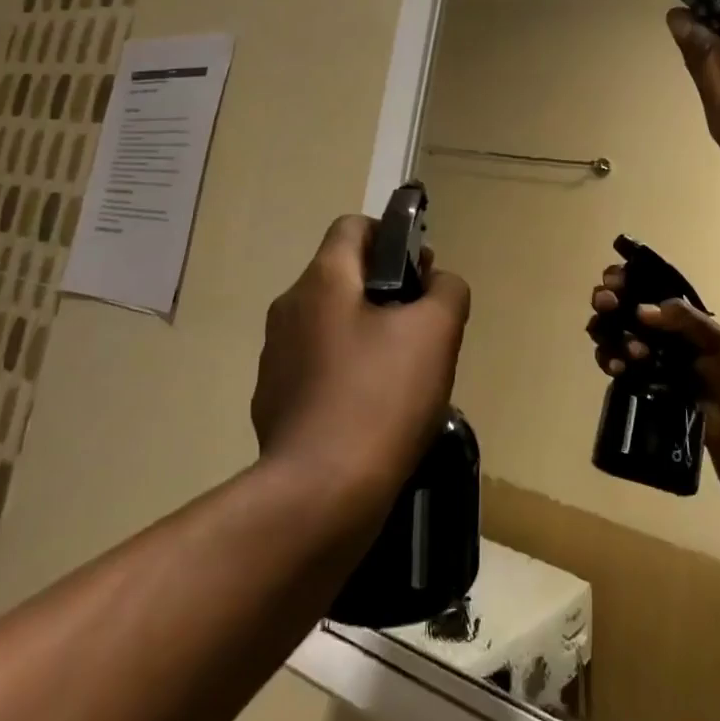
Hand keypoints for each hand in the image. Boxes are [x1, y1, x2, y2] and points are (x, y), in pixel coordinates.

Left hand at [253, 215, 470, 498]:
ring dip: (366, 334)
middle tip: (421, 328)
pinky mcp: (272, 400)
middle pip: (343, 277)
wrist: (320, 494)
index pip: (353, 226)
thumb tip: (436, 282)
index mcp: (323, 280)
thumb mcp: (437, 332)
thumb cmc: (382, 398)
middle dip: (386, 291)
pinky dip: (344, 373)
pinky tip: (371, 411)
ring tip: (402, 376)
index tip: (419, 273)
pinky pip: (316, 367)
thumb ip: (447, 289)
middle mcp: (289, 308)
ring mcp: (275, 357)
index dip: (391, 236)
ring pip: (330, 324)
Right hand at [585, 267, 719, 543]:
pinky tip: (614, 370)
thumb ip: (693, 327)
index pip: (655, 289)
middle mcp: (671, 341)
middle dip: (611, 303)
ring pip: (618, 338)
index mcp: (693, 327)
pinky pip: (620, 369)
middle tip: (607, 308)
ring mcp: (657, 367)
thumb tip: (643, 309)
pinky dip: (610, 362)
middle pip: (629, 310)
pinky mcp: (647, 393)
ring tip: (622, 353)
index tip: (614, 282)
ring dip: (610, 335)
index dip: (630, 279)